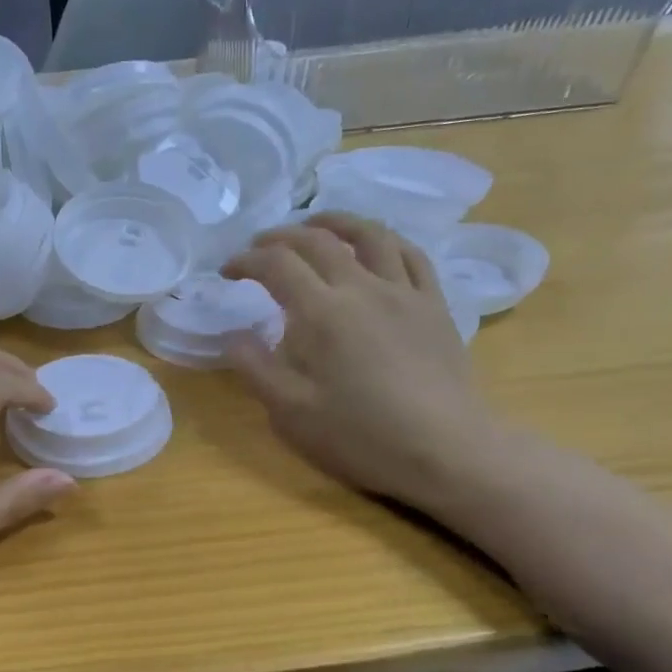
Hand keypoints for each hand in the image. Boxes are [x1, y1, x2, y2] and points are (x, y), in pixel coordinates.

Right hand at [222, 215, 500, 516]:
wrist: (444, 450)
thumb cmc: (360, 435)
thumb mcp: (290, 412)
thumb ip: (256, 368)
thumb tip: (234, 336)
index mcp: (322, 313)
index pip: (276, 265)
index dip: (246, 261)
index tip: (227, 271)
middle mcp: (362, 288)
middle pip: (318, 240)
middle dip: (281, 236)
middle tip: (259, 246)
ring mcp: (404, 292)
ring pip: (370, 235)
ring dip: (336, 222)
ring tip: (317, 225)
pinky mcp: (434, 306)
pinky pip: (412, 256)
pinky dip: (387, 241)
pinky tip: (377, 247)